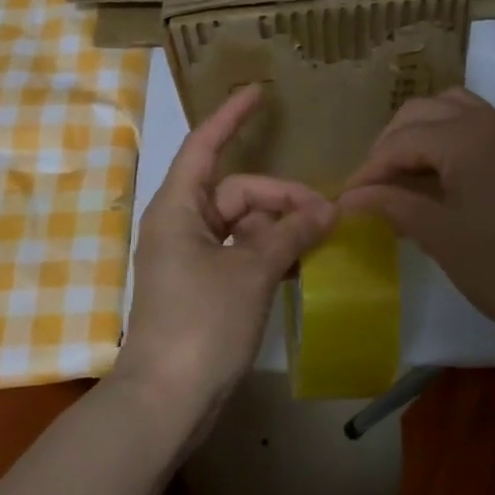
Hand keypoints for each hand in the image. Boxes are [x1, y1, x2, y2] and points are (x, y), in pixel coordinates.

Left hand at [114, 85, 335, 426]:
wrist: (166, 400)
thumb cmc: (201, 323)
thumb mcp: (250, 272)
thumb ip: (289, 234)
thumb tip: (326, 211)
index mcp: (178, 208)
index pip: (204, 146)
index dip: (231, 117)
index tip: (259, 94)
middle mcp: (181, 225)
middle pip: (236, 192)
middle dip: (281, 198)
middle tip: (328, 216)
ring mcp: (191, 259)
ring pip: (243, 226)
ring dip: (280, 229)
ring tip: (322, 239)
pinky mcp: (204, 288)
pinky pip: (241, 255)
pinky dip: (270, 255)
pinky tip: (303, 263)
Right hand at [338, 88, 494, 356]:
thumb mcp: (439, 235)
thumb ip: (391, 205)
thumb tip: (348, 198)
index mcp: (466, 136)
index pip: (401, 140)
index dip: (369, 169)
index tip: (346, 199)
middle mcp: (491, 120)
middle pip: (423, 112)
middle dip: (390, 145)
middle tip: (371, 186)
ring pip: (452, 110)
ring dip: (420, 134)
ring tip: (401, 175)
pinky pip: (476, 126)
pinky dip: (448, 139)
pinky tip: (438, 177)